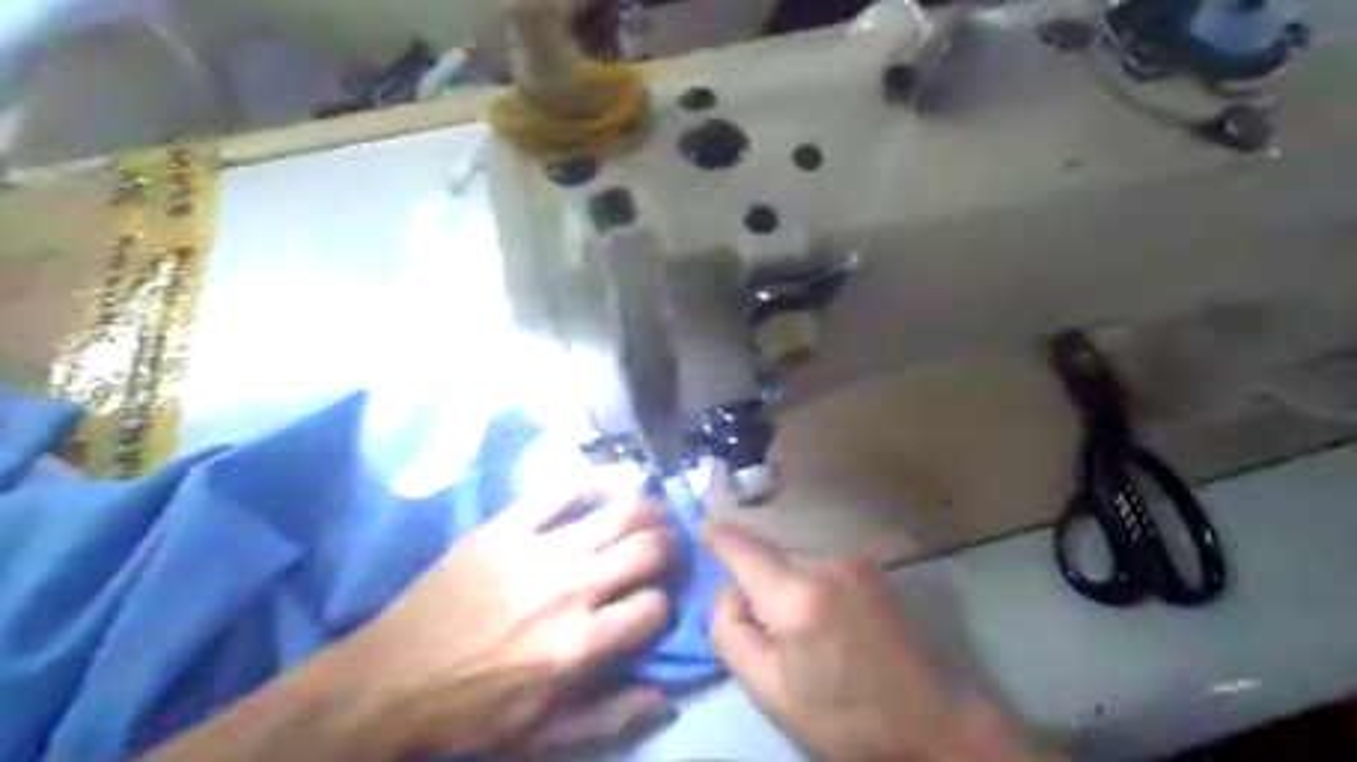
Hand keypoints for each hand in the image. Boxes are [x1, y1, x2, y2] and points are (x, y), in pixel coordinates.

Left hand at [331, 479, 679, 757]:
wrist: (387, 682)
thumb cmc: (469, 712)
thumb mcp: (543, 734)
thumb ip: (611, 715)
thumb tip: (666, 693)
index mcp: (578, 646)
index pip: (655, 608)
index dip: (663, 607)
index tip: (653, 607)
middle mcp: (569, 590)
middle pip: (648, 551)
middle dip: (669, 551)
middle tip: (664, 553)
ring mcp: (537, 550)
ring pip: (620, 513)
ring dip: (649, 513)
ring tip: (653, 516)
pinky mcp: (506, 526)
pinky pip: (565, 488)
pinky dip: (601, 478)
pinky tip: (621, 477)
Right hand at [699, 522, 1046, 761]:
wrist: (931, 721)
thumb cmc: (843, 716)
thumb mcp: (769, 690)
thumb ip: (729, 632)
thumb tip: (727, 591)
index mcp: (795, 596)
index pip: (741, 547)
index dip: (716, 536)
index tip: (699, 528)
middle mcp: (824, 563)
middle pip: (768, 555)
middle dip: (755, 578)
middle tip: (762, 625)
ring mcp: (853, 561)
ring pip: (795, 560)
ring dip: (785, 582)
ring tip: (803, 630)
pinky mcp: (872, 567)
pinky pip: (821, 565)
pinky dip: (811, 583)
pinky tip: (828, 621)